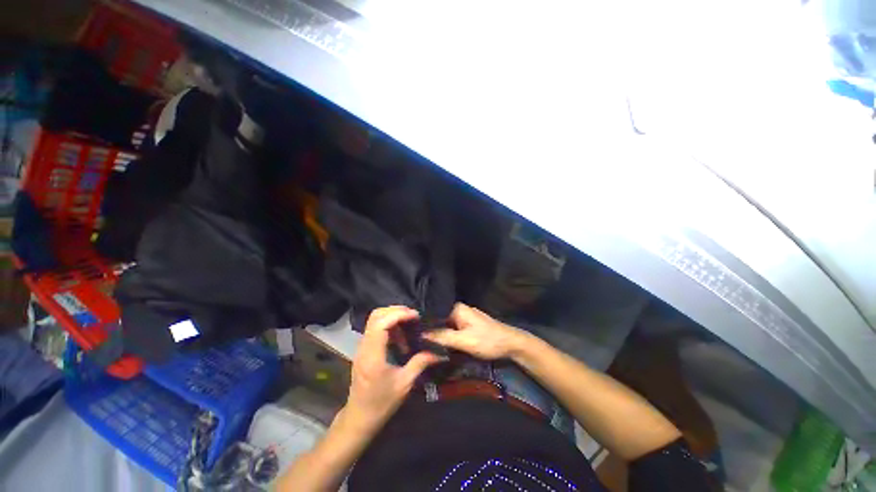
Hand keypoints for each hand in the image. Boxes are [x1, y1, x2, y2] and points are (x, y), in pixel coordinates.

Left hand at [345, 306, 445, 429]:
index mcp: (373, 355)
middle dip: (396, 311)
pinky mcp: (364, 349)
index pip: (381, 323)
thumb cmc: (381, 403)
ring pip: (375, 320)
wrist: (359, 418)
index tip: (415, 316)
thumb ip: (420, 363)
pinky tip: (400, 339)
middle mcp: (364, 346)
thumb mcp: (404, 384)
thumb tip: (438, 352)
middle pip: (376, 315)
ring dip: (393, 318)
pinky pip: (376, 328)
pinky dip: (389, 326)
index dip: (399, 314)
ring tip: (409, 327)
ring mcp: (362, 347)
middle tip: (413, 317)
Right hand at [422, 303, 527, 359]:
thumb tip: (421, 334)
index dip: (424, 325)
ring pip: (446, 327)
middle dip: (431, 332)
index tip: (412, 336)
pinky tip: (440, 346)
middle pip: (439, 321)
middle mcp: (459, 310)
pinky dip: (447, 338)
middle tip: (417, 344)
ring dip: (439, 336)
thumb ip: (443, 337)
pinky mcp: (468, 327)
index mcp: (457, 308)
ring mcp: (464, 318)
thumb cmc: (488, 340)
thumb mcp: (464, 341)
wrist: (511, 345)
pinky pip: (453, 331)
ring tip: (424, 346)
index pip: (434, 314)